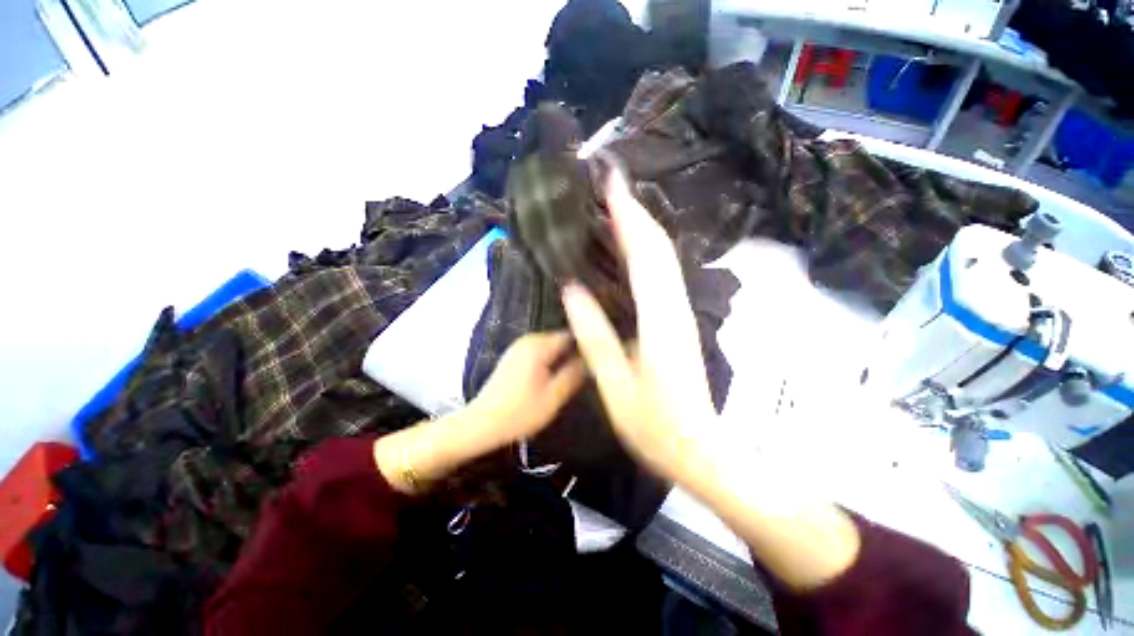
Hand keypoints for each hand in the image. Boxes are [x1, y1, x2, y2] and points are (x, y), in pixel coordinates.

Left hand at [375, 333, 583, 492]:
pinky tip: (558, 375)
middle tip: (591, 369)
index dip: (587, 345)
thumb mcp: (553, 397)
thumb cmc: (518, 413)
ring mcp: (520, 347)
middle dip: (575, 352)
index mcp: (538, 346)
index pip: (571, 335)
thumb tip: (593, 360)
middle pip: (561, 339)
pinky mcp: (515, 356)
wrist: (480, 424)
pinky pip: (541, 352)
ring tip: (579, 373)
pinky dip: (552, 360)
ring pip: (551, 347)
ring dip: (564, 357)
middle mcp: (528, 340)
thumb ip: (574, 375)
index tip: (601, 358)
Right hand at [565, 170, 861, 589]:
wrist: (699, 449)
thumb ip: (595, 336)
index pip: (645, 254)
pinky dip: (646, 251)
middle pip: (659, 247)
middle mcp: (675, 307)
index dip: (628, 215)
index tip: (611, 181)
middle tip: (609, 181)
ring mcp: (680, 312)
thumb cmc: (655, 426)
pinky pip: (661, 275)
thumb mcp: (615, 386)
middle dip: (635, 209)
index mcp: (660, 320)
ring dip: (642, 225)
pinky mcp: (678, 320)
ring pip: (663, 258)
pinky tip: (630, 246)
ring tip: (615, 204)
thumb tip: (571, 289)